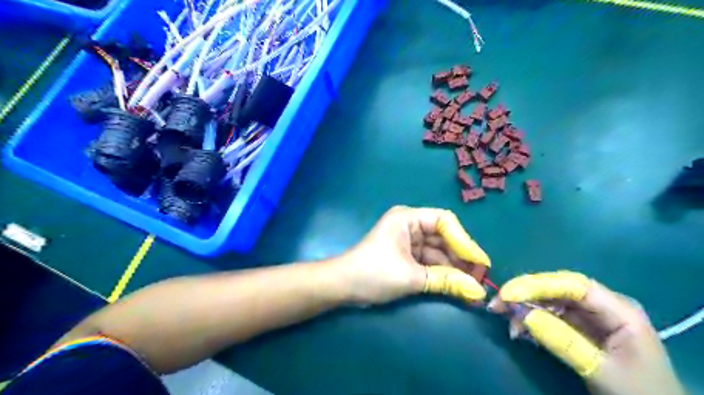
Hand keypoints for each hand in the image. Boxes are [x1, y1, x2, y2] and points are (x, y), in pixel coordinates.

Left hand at [334, 206, 489, 305]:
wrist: (342, 286)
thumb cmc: (373, 273)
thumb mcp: (411, 277)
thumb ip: (446, 281)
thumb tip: (478, 291)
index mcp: (408, 218)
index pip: (445, 222)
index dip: (464, 241)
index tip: (480, 262)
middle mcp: (410, 225)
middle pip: (444, 237)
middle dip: (461, 257)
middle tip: (481, 278)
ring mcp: (409, 241)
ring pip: (439, 251)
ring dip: (454, 268)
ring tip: (473, 287)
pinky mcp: (407, 256)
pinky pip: (430, 261)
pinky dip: (442, 274)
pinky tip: (457, 287)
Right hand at [488, 271, 685, 394]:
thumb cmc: (639, 393)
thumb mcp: (602, 370)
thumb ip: (564, 341)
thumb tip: (524, 315)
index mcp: (618, 309)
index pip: (572, 285)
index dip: (537, 285)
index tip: (508, 294)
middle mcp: (602, 305)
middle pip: (556, 289)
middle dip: (525, 294)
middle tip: (496, 304)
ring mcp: (589, 316)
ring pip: (549, 301)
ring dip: (524, 309)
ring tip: (506, 323)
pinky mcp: (579, 327)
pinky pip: (550, 317)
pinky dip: (531, 322)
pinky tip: (519, 331)